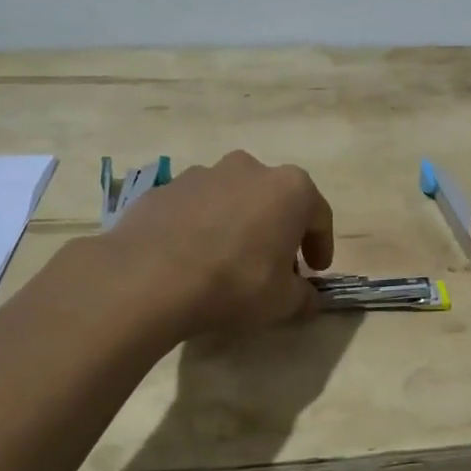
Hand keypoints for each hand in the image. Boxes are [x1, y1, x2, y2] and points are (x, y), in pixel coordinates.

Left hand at [111, 151, 333, 334]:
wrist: (150, 278)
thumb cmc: (235, 284)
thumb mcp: (283, 301)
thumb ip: (304, 296)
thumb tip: (308, 296)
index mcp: (290, 188)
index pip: (319, 216)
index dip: (321, 246)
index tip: (317, 270)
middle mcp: (249, 169)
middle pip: (274, 200)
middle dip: (278, 230)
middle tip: (274, 265)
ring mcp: (202, 174)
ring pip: (233, 199)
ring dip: (238, 224)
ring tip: (228, 262)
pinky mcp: (164, 189)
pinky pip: (195, 209)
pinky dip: (200, 228)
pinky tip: (192, 259)